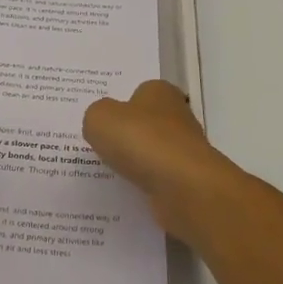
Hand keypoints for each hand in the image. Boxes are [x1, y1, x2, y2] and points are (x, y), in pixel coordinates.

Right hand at [82, 80, 243, 240]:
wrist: (183, 187)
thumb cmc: (141, 141)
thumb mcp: (100, 118)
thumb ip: (95, 115)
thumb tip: (102, 123)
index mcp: (159, 92)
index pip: (139, 92)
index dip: (120, 105)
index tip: (102, 122)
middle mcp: (177, 116)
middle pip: (146, 122)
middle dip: (127, 134)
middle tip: (99, 146)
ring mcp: (185, 149)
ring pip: (152, 152)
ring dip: (135, 162)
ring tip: (108, 172)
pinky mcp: (187, 179)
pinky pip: (157, 178)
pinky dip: (144, 184)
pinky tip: (127, 191)